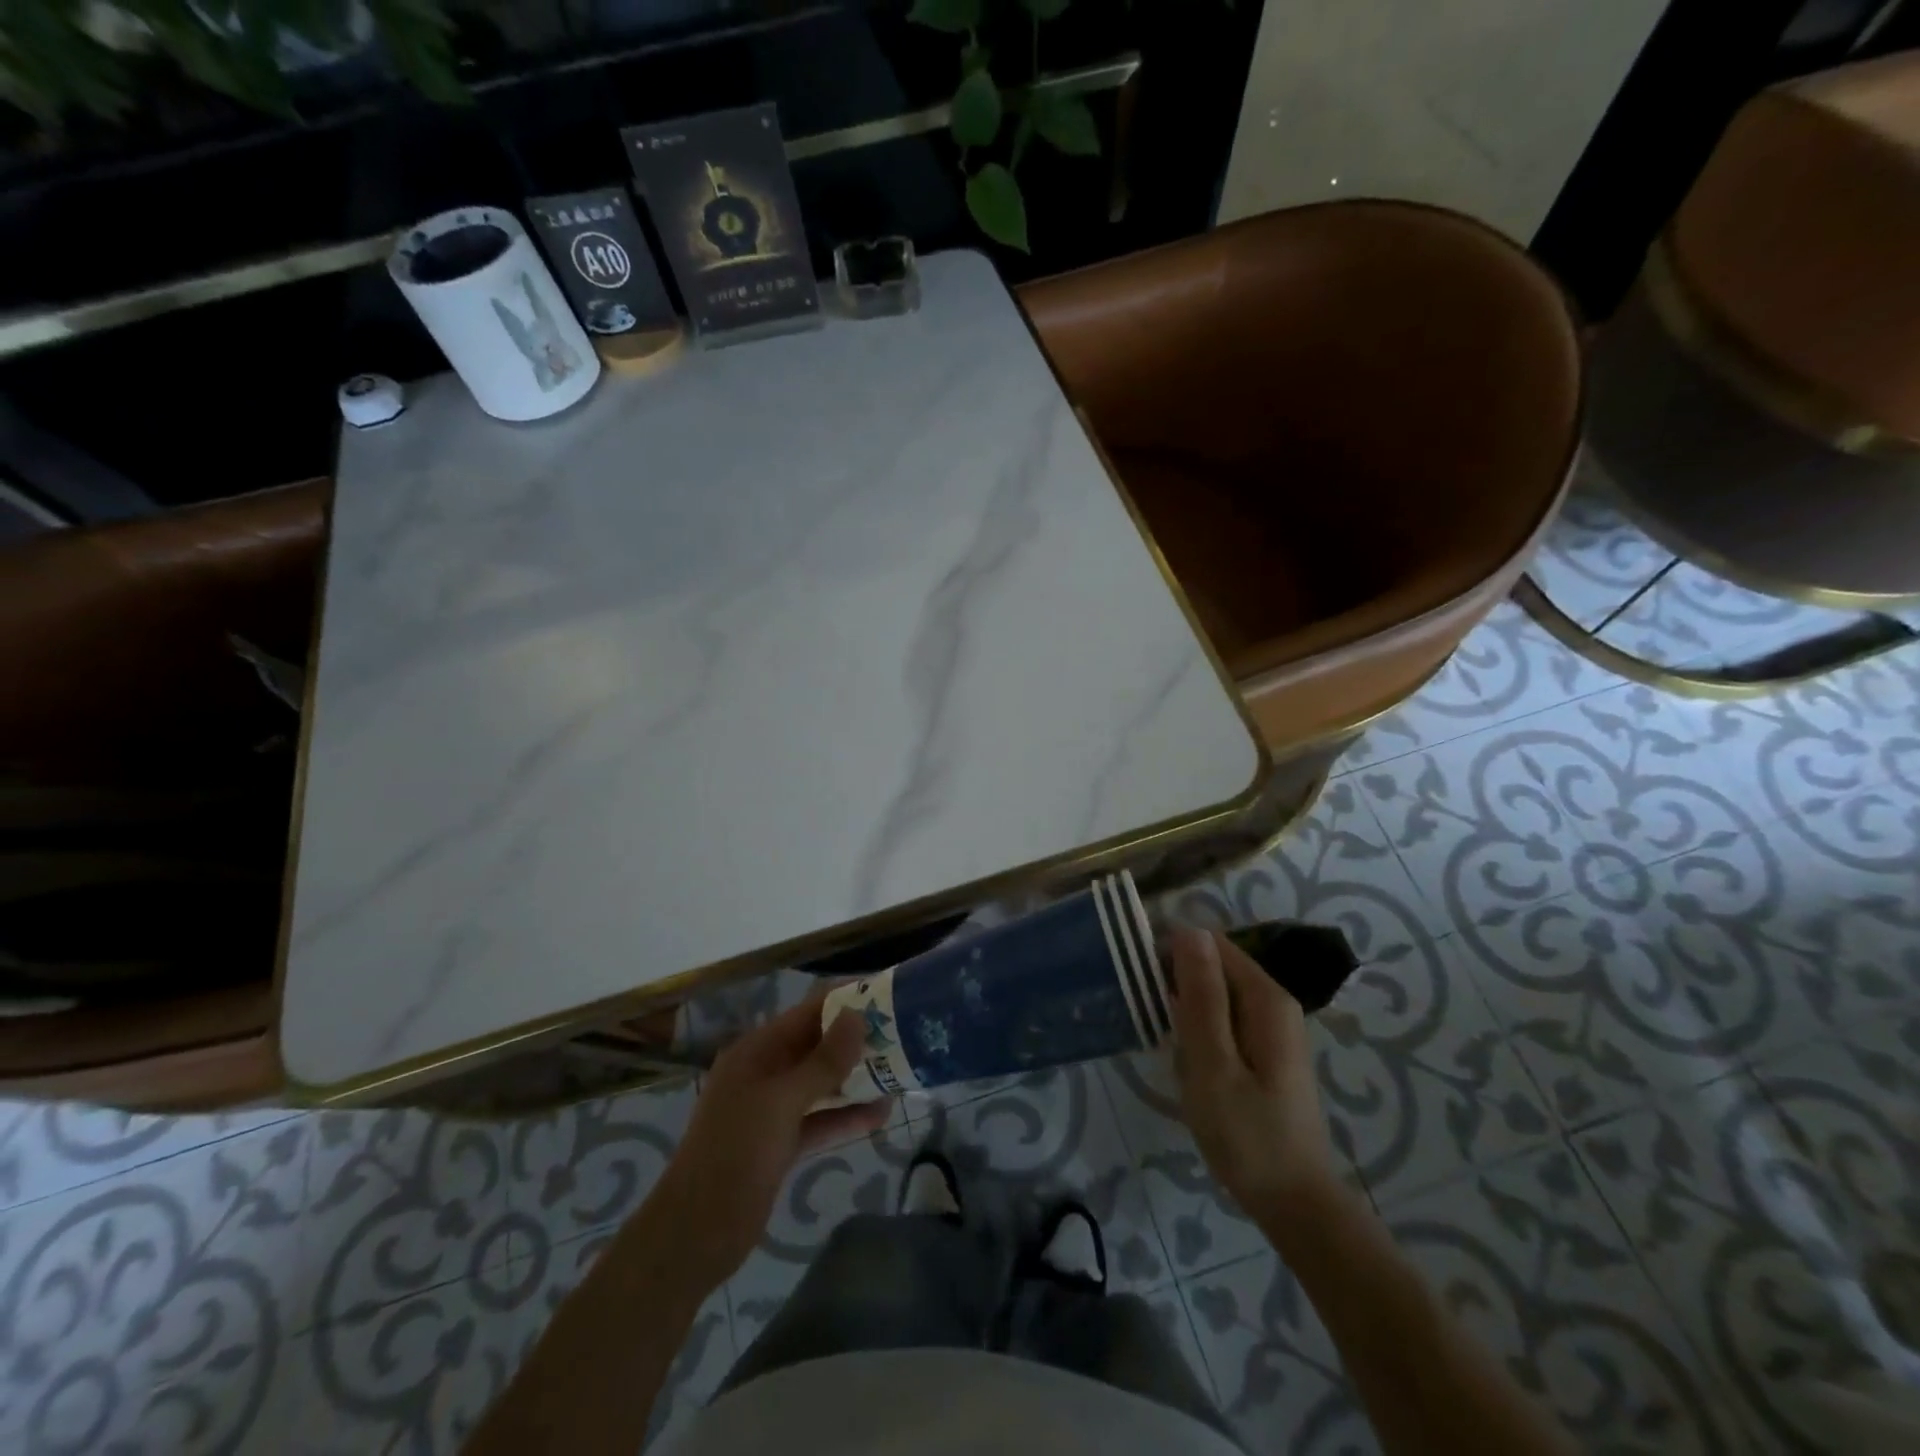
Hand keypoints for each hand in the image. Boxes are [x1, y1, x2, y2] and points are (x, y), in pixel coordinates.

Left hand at [650, 995, 889, 1291]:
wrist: (696, 1235)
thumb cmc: (735, 1153)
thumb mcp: (781, 1101)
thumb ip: (823, 1061)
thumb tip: (858, 1016)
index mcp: (757, 1051)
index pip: (807, 1013)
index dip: (844, 1002)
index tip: (886, 996)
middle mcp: (765, 1073)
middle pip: (817, 1047)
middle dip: (856, 1041)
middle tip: (903, 1035)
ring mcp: (772, 1110)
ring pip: (822, 1084)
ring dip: (856, 1079)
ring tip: (901, 1072)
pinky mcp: (781, 1143)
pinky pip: (820, 1119)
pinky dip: (846, 1116)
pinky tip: (882, 1115)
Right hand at [1168, 925, 1340, 1223]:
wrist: (1294, 1205)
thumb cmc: (1248, 1135)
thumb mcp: (1213, 1063)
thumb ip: (1202, 995)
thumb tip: (1190, 930)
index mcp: (1265, 997)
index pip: (1210, 943)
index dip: (1172, 953)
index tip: (1141, 984)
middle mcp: (1274, 1002)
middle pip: (1214, 967)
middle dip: (1178, 988)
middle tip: (1159, 1031)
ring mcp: (1272, 1027)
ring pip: (1214, 996)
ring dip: (1186, 1015)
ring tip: (1172, 1053)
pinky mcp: (1265, 1050)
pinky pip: (1222, 1021)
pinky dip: (1199, 1035)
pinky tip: (1190, 1067)